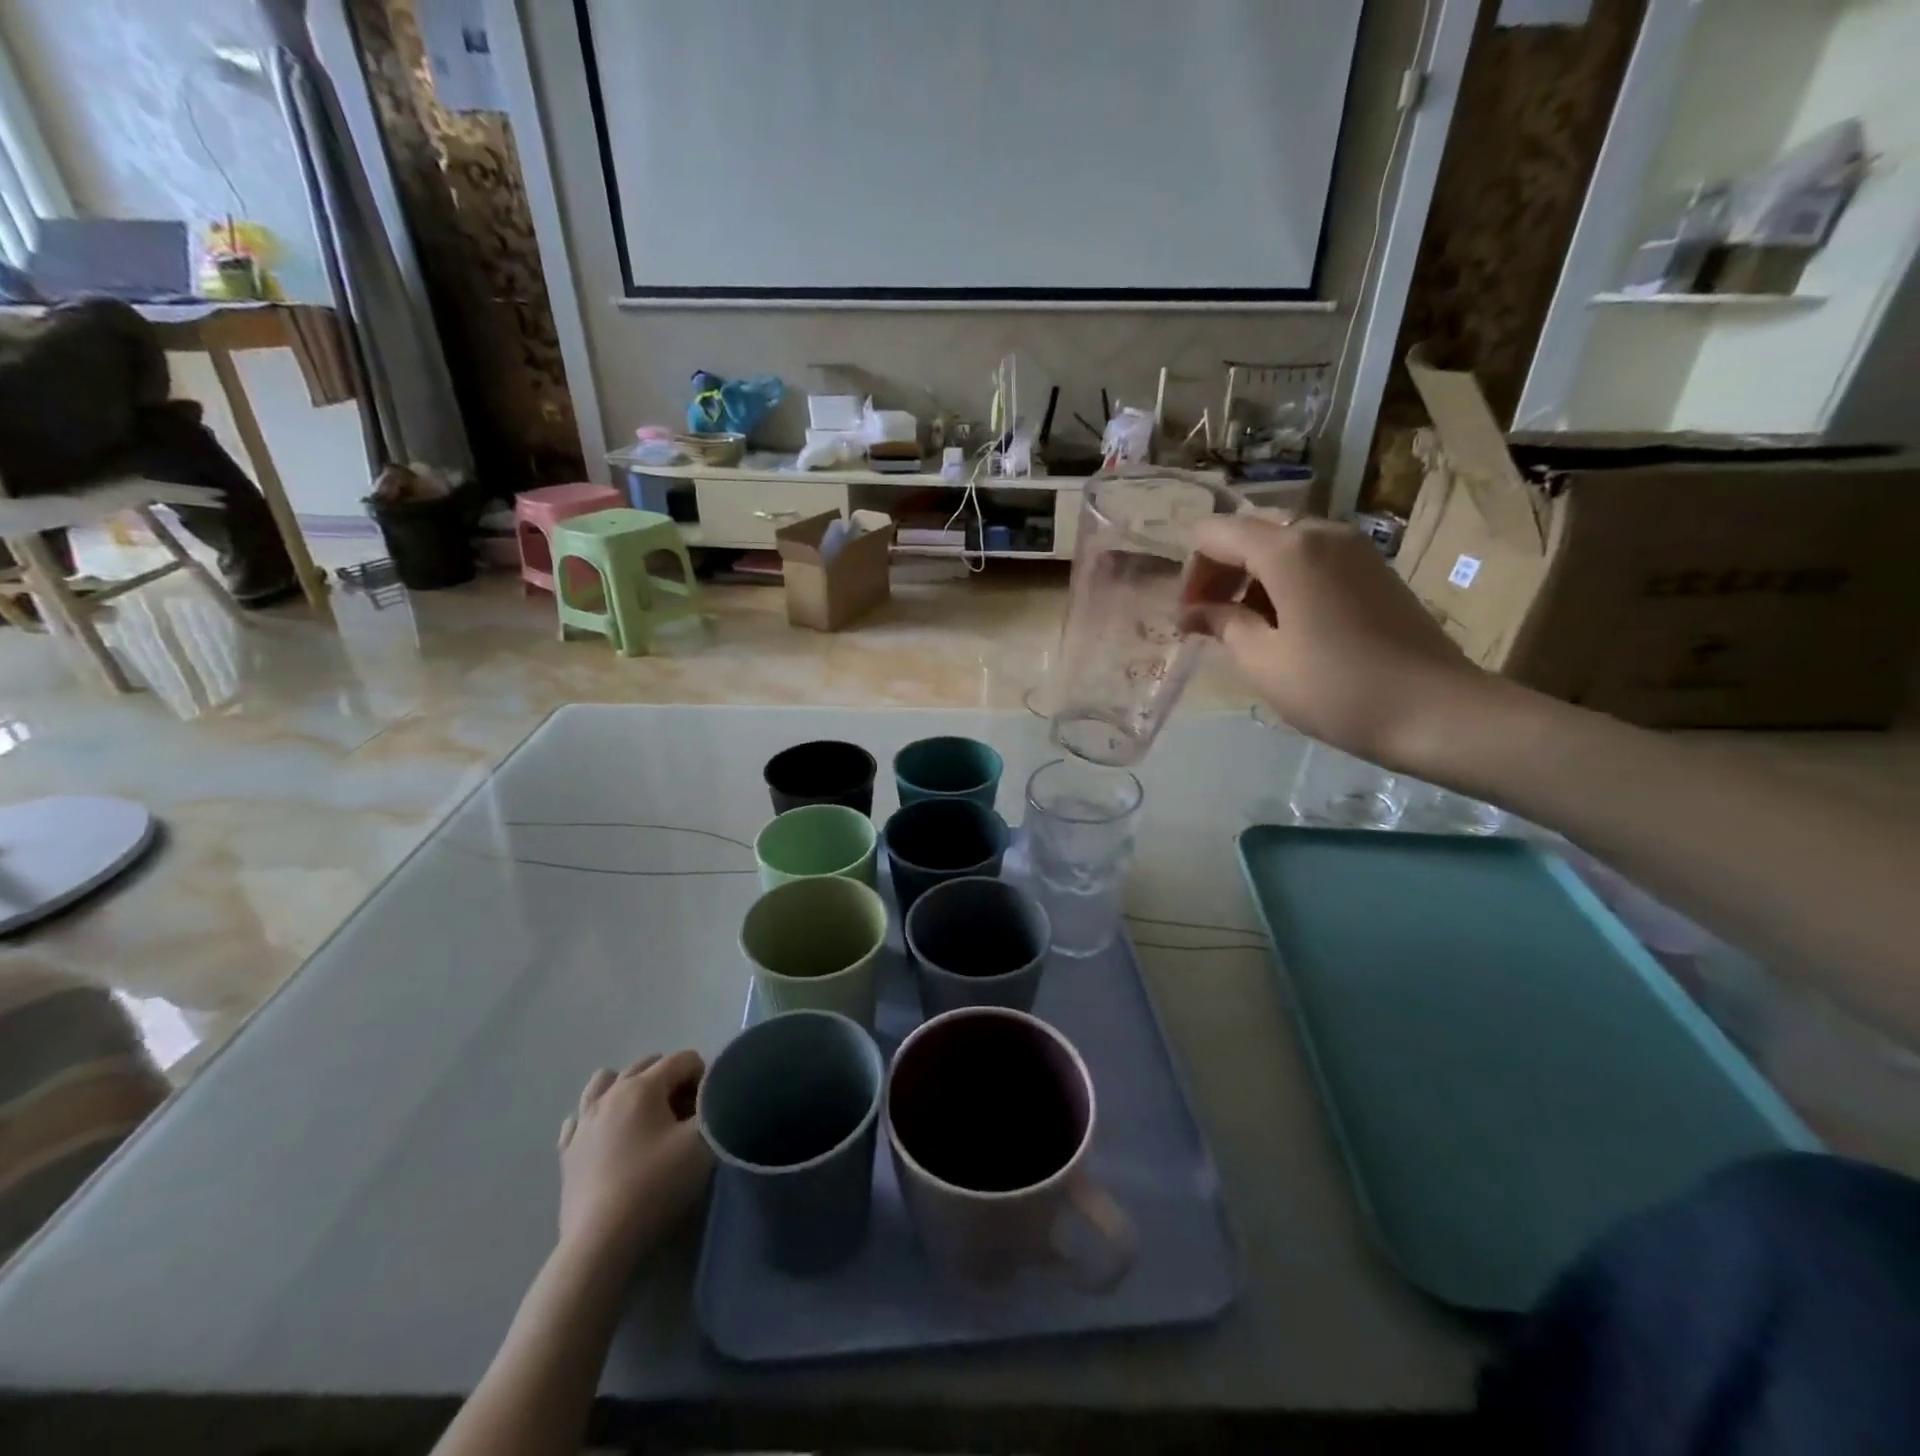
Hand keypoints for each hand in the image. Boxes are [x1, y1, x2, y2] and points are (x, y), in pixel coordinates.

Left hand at [557, 1050, 712, 1262]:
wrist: (601, 1242)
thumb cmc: (655, 1185)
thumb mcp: (702, 1143)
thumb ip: (713, 1107)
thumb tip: (711, 1095)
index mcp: (643, 1086)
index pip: (684, 1059)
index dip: (703, 1077)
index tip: (707, 1110)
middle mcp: (610, 1093)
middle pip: (648, 1065)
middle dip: (672, 1080)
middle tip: (684, 1115)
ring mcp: (583, 1122)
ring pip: (606, 1081)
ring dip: (630, 1088)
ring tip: (646, 1117)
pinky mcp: (567, 1152)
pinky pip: (580, 1117)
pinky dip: (597, 1117)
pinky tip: (609, 1136)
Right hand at [1182, 514, 1490, 771]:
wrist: (1437, 711)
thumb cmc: (1337, 689)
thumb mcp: (1263, 661)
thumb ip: (1222, 624)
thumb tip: (1194, 612)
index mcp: (1288, 549)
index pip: (1214, 534)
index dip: (1191, 573)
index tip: (1190, 619)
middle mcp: (1321, 532)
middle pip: (1248, 531)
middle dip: (1219, 571)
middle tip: (1211, 621)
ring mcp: (1353, 547)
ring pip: (1282, 542)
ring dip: (1251, 577)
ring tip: (1247, 629)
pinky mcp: (1373, 568)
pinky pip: (1312, 557)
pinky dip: (1284, 580)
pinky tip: (1287, 626)